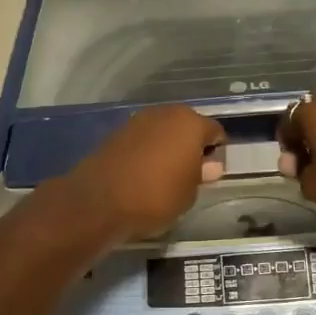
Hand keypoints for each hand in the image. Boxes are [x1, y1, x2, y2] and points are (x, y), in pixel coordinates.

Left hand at [59, 105, 227, 240]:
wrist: (99, 201)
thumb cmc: (156, 197)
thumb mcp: (188, 194)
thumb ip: (201, 175)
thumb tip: (210, 165)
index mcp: (190, 123)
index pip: (215, 131)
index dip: (217, 152)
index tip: (211, 173)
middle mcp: (165, 113)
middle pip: (187, 125)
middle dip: (191, 145)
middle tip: (190, 173)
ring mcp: (138, 120)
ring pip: (163, 130)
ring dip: (168, 146)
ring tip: (166, 174)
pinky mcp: (116, 132)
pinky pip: (143, 139)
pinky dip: (147, 150)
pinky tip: (144, 173)